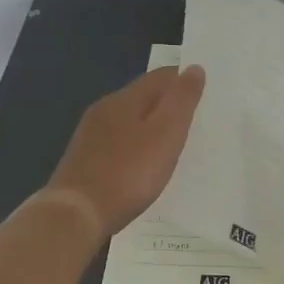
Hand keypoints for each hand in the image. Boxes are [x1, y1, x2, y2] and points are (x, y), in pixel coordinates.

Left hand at [49, 65, 205, 235]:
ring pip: (129, 121)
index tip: (207, 94)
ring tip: (174, 144)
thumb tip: (194, 68)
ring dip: (151, 126)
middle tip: (195, 120)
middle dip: (168, 104)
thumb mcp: (166, 134)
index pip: (161, 76)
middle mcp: (104, 110)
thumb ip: (182, 101)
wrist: (76, 215)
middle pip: (143, 97)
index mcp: (125, 99)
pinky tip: (144, 165)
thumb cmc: (129, 172)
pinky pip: (118, 143)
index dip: (184, 80)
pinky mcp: (84, 160)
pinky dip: (136, 147)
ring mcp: (90, 136)